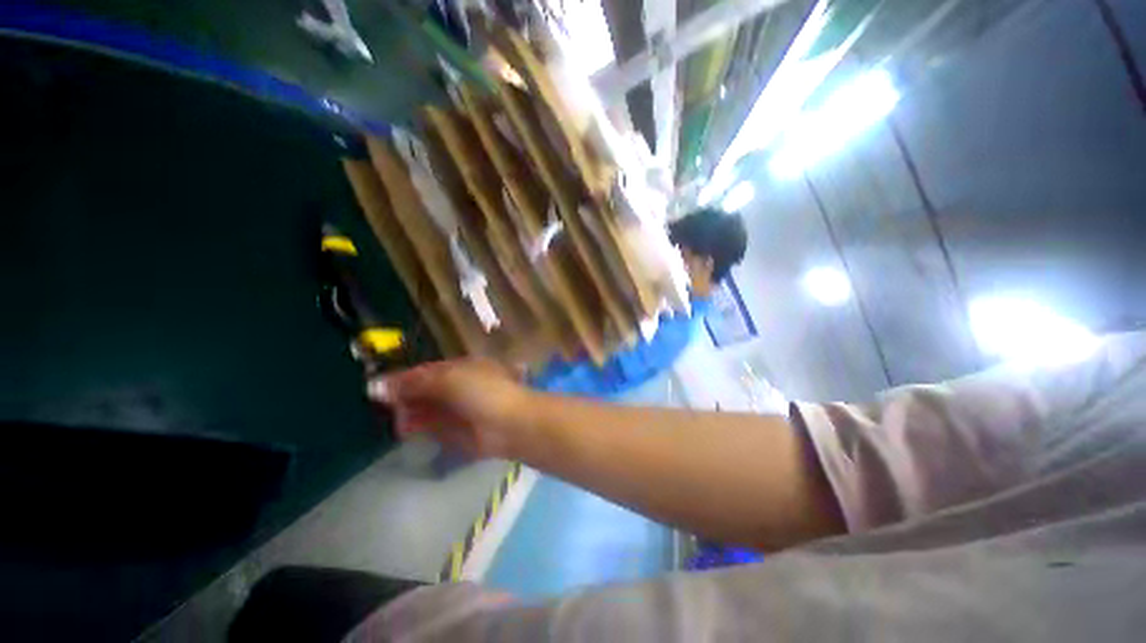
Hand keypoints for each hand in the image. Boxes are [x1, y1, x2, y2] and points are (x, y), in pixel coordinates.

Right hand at [367, 359, 533, 458]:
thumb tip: (377, 385)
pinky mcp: (457, 431)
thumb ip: (414, 382)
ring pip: (426, 409)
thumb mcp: (448, 379)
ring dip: (409, 413)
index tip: (377, 389)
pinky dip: (418, 427)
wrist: (509, 424)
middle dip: (404, 397)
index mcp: (461, 367)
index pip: (426, 371)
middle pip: (424, 390)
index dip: (403, 379)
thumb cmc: (482, 392)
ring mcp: (458, 409)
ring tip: (396, 418)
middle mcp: (459, 386)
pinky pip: (432, 427)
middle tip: (387, 406)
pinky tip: (406, 430)